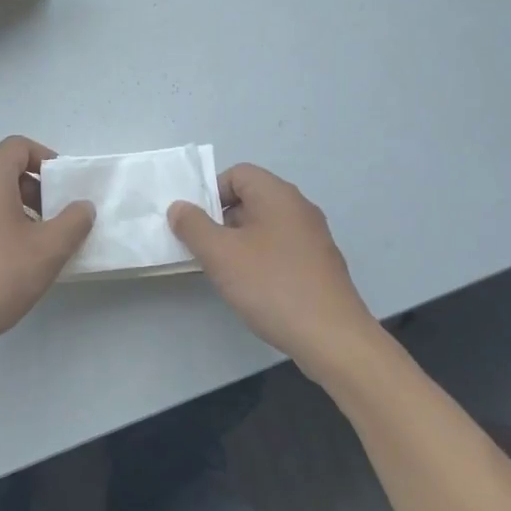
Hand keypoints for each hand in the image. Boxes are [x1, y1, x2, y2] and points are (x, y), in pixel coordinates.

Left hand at [0, 136, 94, 358]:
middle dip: (34, 187)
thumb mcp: (49, 250)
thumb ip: (74, 221)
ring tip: (34, 242)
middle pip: (2, 169)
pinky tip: (6, 260)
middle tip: (55, 218)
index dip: (46, 160)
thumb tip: (82, 206)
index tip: (64, 188)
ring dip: (15, 208)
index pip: (18, 146)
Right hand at [169, 164, 379, 370]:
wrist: (331, 336)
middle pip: (251, 198)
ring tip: (224, 272)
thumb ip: (193, 226)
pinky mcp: (319, 264)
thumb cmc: (271, 285)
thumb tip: (179, 207)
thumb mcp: (220, 254)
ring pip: (264, 226)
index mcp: (278, 195)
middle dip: (221, 220)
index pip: (238, 173)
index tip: (196, 224)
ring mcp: (313, 237)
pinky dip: (260, 259)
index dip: (211, 192)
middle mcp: (299, 208)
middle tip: (203, 249)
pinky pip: (280, 248)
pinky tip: (252, 288)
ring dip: (239, 242)